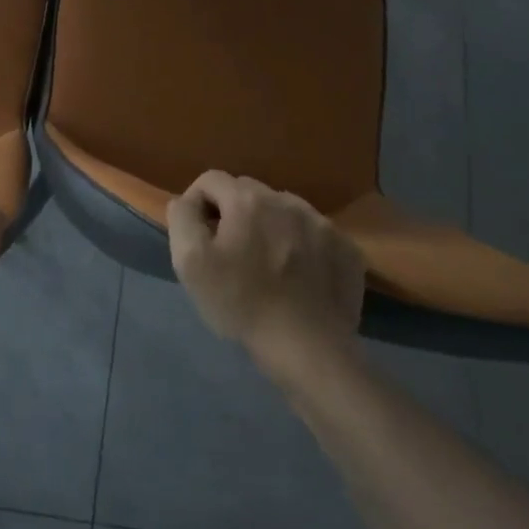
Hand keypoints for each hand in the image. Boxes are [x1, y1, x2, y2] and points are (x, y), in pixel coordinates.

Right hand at [166, 171, 365, 354]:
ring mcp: (323, 223)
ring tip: (266, 264)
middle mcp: (287, 200)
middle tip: (230, 252)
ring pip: (283, 210)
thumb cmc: (241, 303)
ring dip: (269, 226)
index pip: (211, 180)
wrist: (307, 348)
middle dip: (233, 213)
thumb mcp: (190, 261)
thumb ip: (182, 218)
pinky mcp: (347, 248)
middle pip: (248, 192)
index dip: (197, 204)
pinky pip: (314, 233)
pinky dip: (301, 245)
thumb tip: (186, 200)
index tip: (198, 237)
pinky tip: (297, 276)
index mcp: (248, 200)